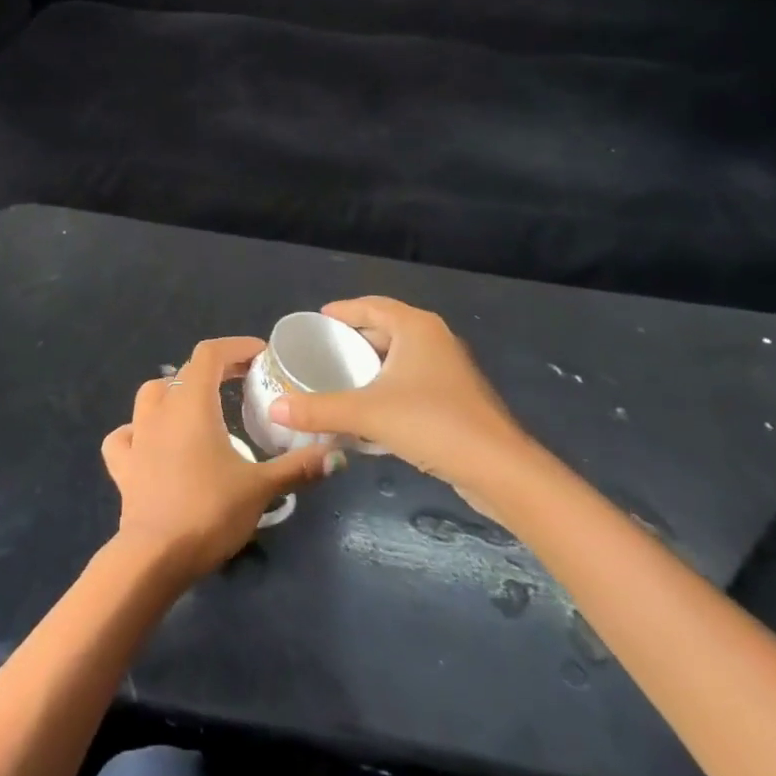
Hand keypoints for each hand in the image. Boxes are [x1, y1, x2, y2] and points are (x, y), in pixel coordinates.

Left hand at [102, 336, 341, 580]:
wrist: (155, 556)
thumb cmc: (210, 511)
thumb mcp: (261, 488)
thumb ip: (298, 467)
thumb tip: (338, 454)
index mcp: (192, 403)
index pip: (210, 354)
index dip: (236, 347)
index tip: (261, 356)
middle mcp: (161, 410)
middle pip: (184, 372)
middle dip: (214, 370)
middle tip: (242, 382)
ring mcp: (137, 436)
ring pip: (150, 396)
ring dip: (174, 393)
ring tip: (198, 408)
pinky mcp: (122, 465)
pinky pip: (124, 436)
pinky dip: (137, 432)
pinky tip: (151, 443)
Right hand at [267, 297, 528, 485]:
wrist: (499, 470)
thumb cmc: (433, 423)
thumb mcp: (369, 413)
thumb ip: (320, 408)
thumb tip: (275, 409)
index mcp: (417, 328)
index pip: (372, 305)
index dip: (343, 310)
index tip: (316, 320)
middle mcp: (435, 340)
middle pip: (386, 329)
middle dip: (354, 338)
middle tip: (320, 351)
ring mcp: (448, 370)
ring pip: (399, 357)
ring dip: (370, 365)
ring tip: (336, 377)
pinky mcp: (455, 398)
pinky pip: (410, 381)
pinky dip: (386, 386)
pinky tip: (366, 408)